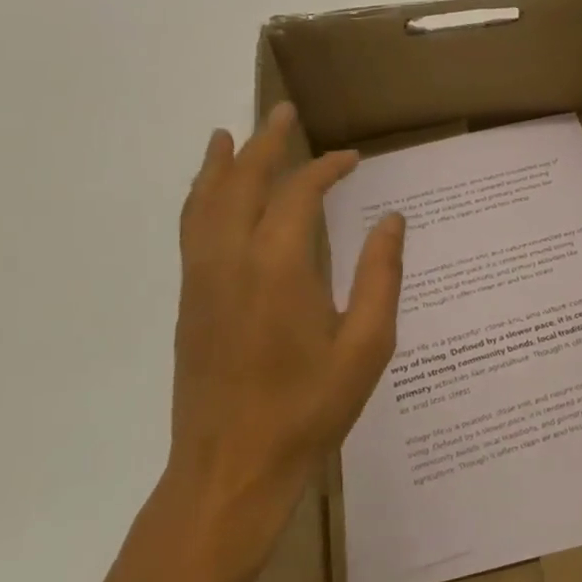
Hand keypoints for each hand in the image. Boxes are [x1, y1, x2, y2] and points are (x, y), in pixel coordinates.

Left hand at [166, 102, 404, 557]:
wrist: (231, 469)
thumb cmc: (309, 408)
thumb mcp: (367, 345)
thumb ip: (381, 276)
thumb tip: (392, 221)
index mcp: (279, 267)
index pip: (298, 193)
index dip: (326, 168)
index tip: (353, 159)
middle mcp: (231, 261)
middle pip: (241, 183)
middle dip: (264, 143)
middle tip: (284, 113)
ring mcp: (201, 281)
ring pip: (204, 203)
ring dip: (220, 164)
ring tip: (228, 135)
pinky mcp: (189, 303)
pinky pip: (191, 231)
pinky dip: (200, 198)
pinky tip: (209, 197)